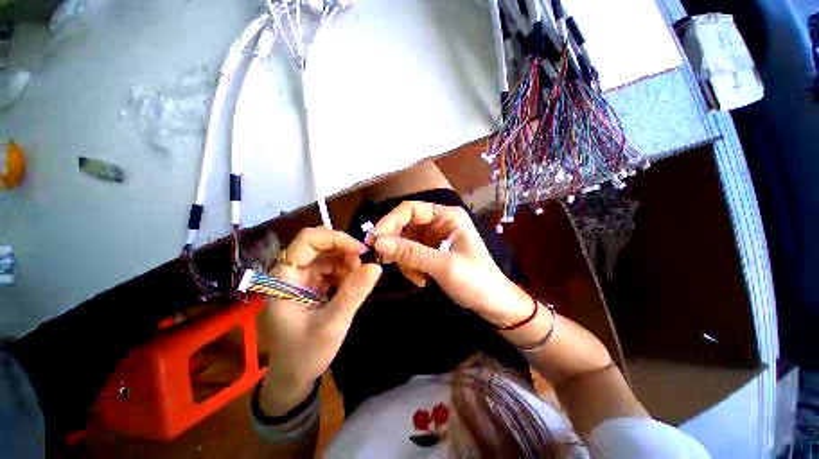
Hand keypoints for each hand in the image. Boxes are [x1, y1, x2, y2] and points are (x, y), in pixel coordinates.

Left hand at [258, 227, 381, 414]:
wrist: (294, 375)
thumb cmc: (305, 353)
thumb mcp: (333, 323)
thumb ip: (354, 293)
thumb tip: (376, 266)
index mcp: (285, 278)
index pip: (308, 240)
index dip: (335, 238)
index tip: (359, 251)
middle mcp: (291, 271)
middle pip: (320, 244)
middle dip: (345, 250)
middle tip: (364, 265)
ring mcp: (301, 277)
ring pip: (328, 254)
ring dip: (347, 261)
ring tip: (359, 279)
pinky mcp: (310, 284)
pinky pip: (331, 266)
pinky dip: (346, 270)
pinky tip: (352, 284)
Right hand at [371, 201, 530, 326]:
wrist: (493, 304)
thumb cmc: (476, 281)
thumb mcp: (444, 266)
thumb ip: (412, 253)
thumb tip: (379, 242)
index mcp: (448, 216)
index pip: (411, 209)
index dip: (391, 221)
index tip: (374, 239)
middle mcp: (439, 223)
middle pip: (405, 225)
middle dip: (397, 245)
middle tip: (388, 263)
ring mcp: (434, 238)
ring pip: (405, 242)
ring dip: (405, 261)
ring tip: (418, 279)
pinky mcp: (431, 251)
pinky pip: (410, 254)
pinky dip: (410, 267)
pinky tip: (422, 281)